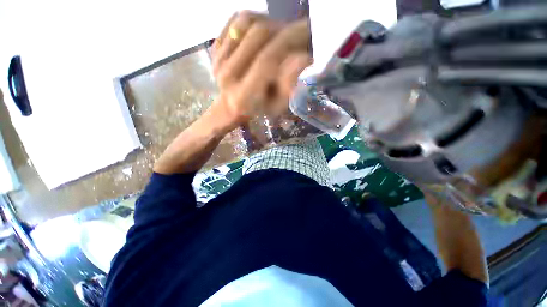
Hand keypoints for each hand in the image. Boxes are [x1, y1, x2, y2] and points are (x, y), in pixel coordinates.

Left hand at [211, 11, 312, 128]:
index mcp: (242, 96)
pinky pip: (236, 21)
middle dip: (284, 29)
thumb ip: (288, 86)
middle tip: (299, 32)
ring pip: (247, 22)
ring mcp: (218, 58)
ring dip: (270, 23)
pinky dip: (255, 20)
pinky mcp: (215, 47)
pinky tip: (264, 33)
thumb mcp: (277, 105)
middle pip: (258, 35)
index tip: (308, 35)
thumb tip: (304, 58)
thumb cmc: (258, 108)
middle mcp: (226, 75)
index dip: (290, 43)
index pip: (267, 60)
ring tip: (282, 34)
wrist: (231, 105)